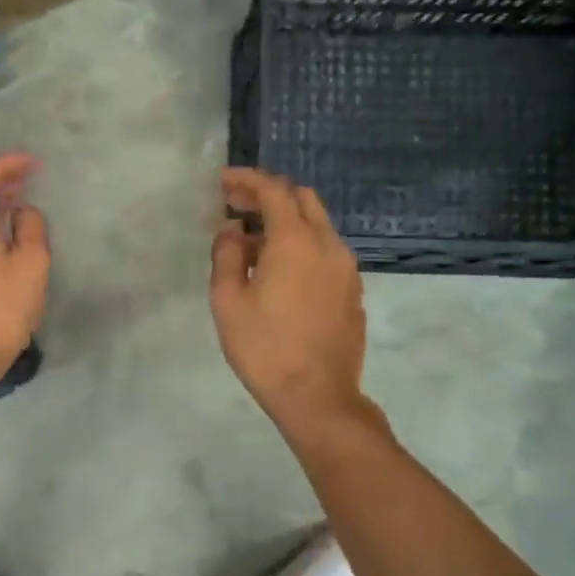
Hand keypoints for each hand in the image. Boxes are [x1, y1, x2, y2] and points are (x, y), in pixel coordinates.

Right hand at [210, 168, 368, 430]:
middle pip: (302, 199)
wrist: (318, 396)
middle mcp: (327, 245)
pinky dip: (301, 244)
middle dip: (268, 194)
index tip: (223, 181)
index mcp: (295, 241)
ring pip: (317, 225)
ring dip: (285, 221)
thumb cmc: (264, 347)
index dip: (247, 179)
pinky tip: (278, 270)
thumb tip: (232, 231)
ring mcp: (346, 268)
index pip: (273, 190)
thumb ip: (226, 256)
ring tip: (251, 243)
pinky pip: (325, 251)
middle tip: (236, 205)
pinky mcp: (352, 290)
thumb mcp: (228, 301)